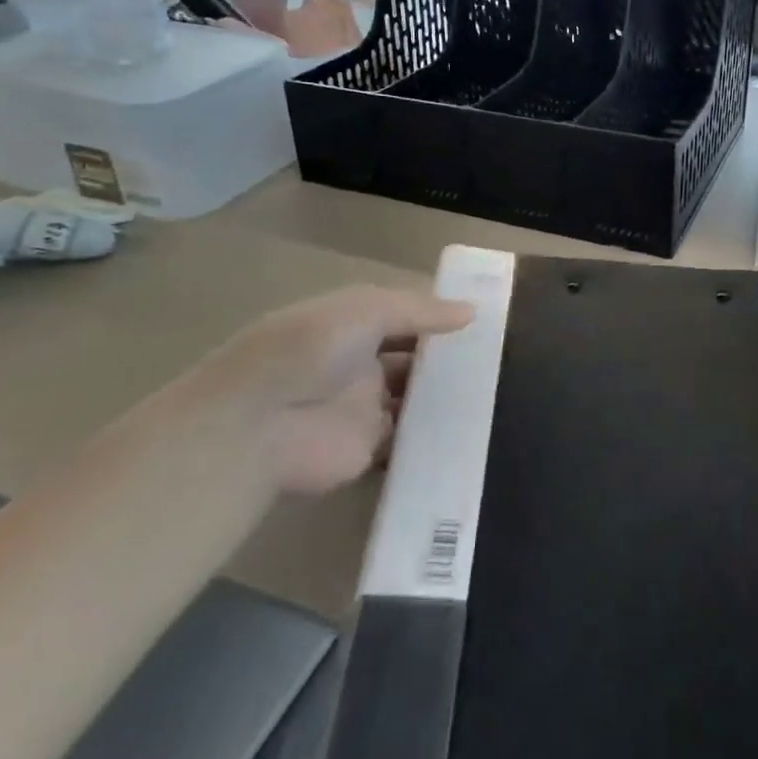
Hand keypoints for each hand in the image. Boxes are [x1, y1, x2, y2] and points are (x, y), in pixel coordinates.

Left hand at [181, 286, 472, 494]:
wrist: (258, 423)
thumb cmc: (310, 348)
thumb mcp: (366, 309)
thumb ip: (420, 311)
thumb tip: (473, 312)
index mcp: (354, 326)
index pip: (405, 318)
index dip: (439, 318)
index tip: (484, 321)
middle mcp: (360, 364)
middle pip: (413, 360)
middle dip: (448, 359)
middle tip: (500, 360)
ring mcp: (364, 408)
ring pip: (415, 400)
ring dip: (445, 396)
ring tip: (499, 392)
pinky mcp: (369, 449)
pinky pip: (409, 441)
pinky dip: (435, 436)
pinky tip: (475, 429)